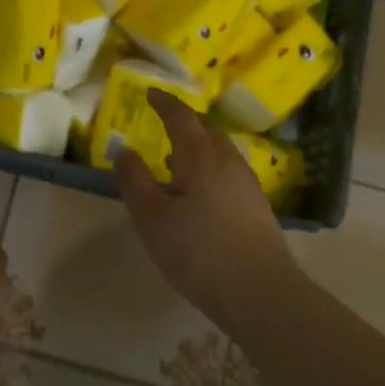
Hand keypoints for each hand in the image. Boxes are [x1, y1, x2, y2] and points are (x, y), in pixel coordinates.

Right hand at [112, 91, 296, 325]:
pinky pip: (228, 172)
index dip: (165, 103)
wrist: (261, 293)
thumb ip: (135, 180)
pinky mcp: (257, 209)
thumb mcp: (152, 217)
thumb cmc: (198, 251)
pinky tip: (199, 192)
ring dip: (198, 146)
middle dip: (185, 121)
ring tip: (176, 158)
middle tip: (165, 120)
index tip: (150, 93)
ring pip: (221, 152)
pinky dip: (209, 168)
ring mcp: (248, 186)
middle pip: (207, 130)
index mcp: (202, 157)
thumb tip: (123, 150)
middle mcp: (229, 163)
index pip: (181, 117)